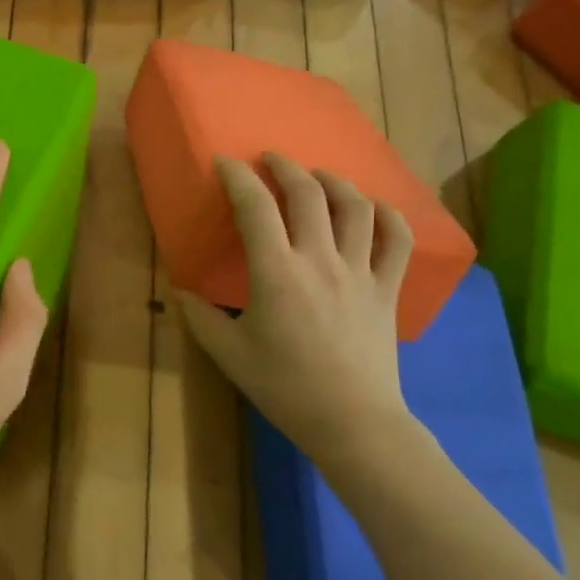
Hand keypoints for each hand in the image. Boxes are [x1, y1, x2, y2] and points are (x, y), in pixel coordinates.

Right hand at [177, 155, 413, 463]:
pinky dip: (387, 214)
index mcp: (276, 273)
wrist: (352, 421)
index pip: (255, 208)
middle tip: (271, 158)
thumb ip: (201, 316)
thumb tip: (182, 290)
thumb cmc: (284, 388)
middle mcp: (320, 260)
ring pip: (355, 206)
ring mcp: (360, 271)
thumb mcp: (229, 354)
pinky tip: (372, 209)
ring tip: (317, 176)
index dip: (237, 177)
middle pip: (308, 194)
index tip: (224, 162)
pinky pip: (397, 239)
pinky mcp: (387, 288)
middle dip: (286, 167)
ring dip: (333, 181)